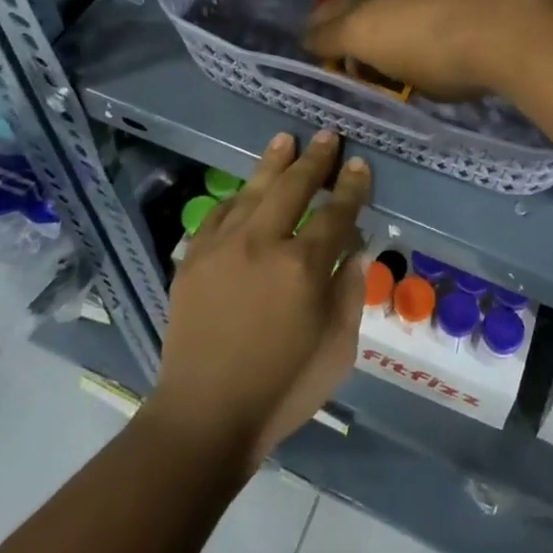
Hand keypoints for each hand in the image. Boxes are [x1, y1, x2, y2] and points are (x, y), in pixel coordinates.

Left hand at [147, 131, 370, 470]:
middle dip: (315, 159)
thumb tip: (356, 249)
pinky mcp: (194, 258)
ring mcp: (224, 246)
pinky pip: (218, 214)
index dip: (351, 186)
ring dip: (273, 163)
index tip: (358, 164)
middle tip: (327, 136)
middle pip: (294, 187)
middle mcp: (264, 243)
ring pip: (254, 190)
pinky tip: (245, 189)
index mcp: (304, 267)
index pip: (336, 212)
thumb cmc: (282, 390)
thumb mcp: (337, 350)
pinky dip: (236, 198)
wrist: (204, 417)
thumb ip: (350, 293)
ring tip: (286, 139)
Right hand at [304, 0, 552, 100]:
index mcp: (357, 29)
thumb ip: (391, 67)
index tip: (329, 55)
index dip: (318, 48)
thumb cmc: (459, 68)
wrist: (507, 25)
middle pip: (333, 0)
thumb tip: (387, 59)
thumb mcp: (417, 83)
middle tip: (349, 29)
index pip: (317, 36)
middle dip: (334, 16)